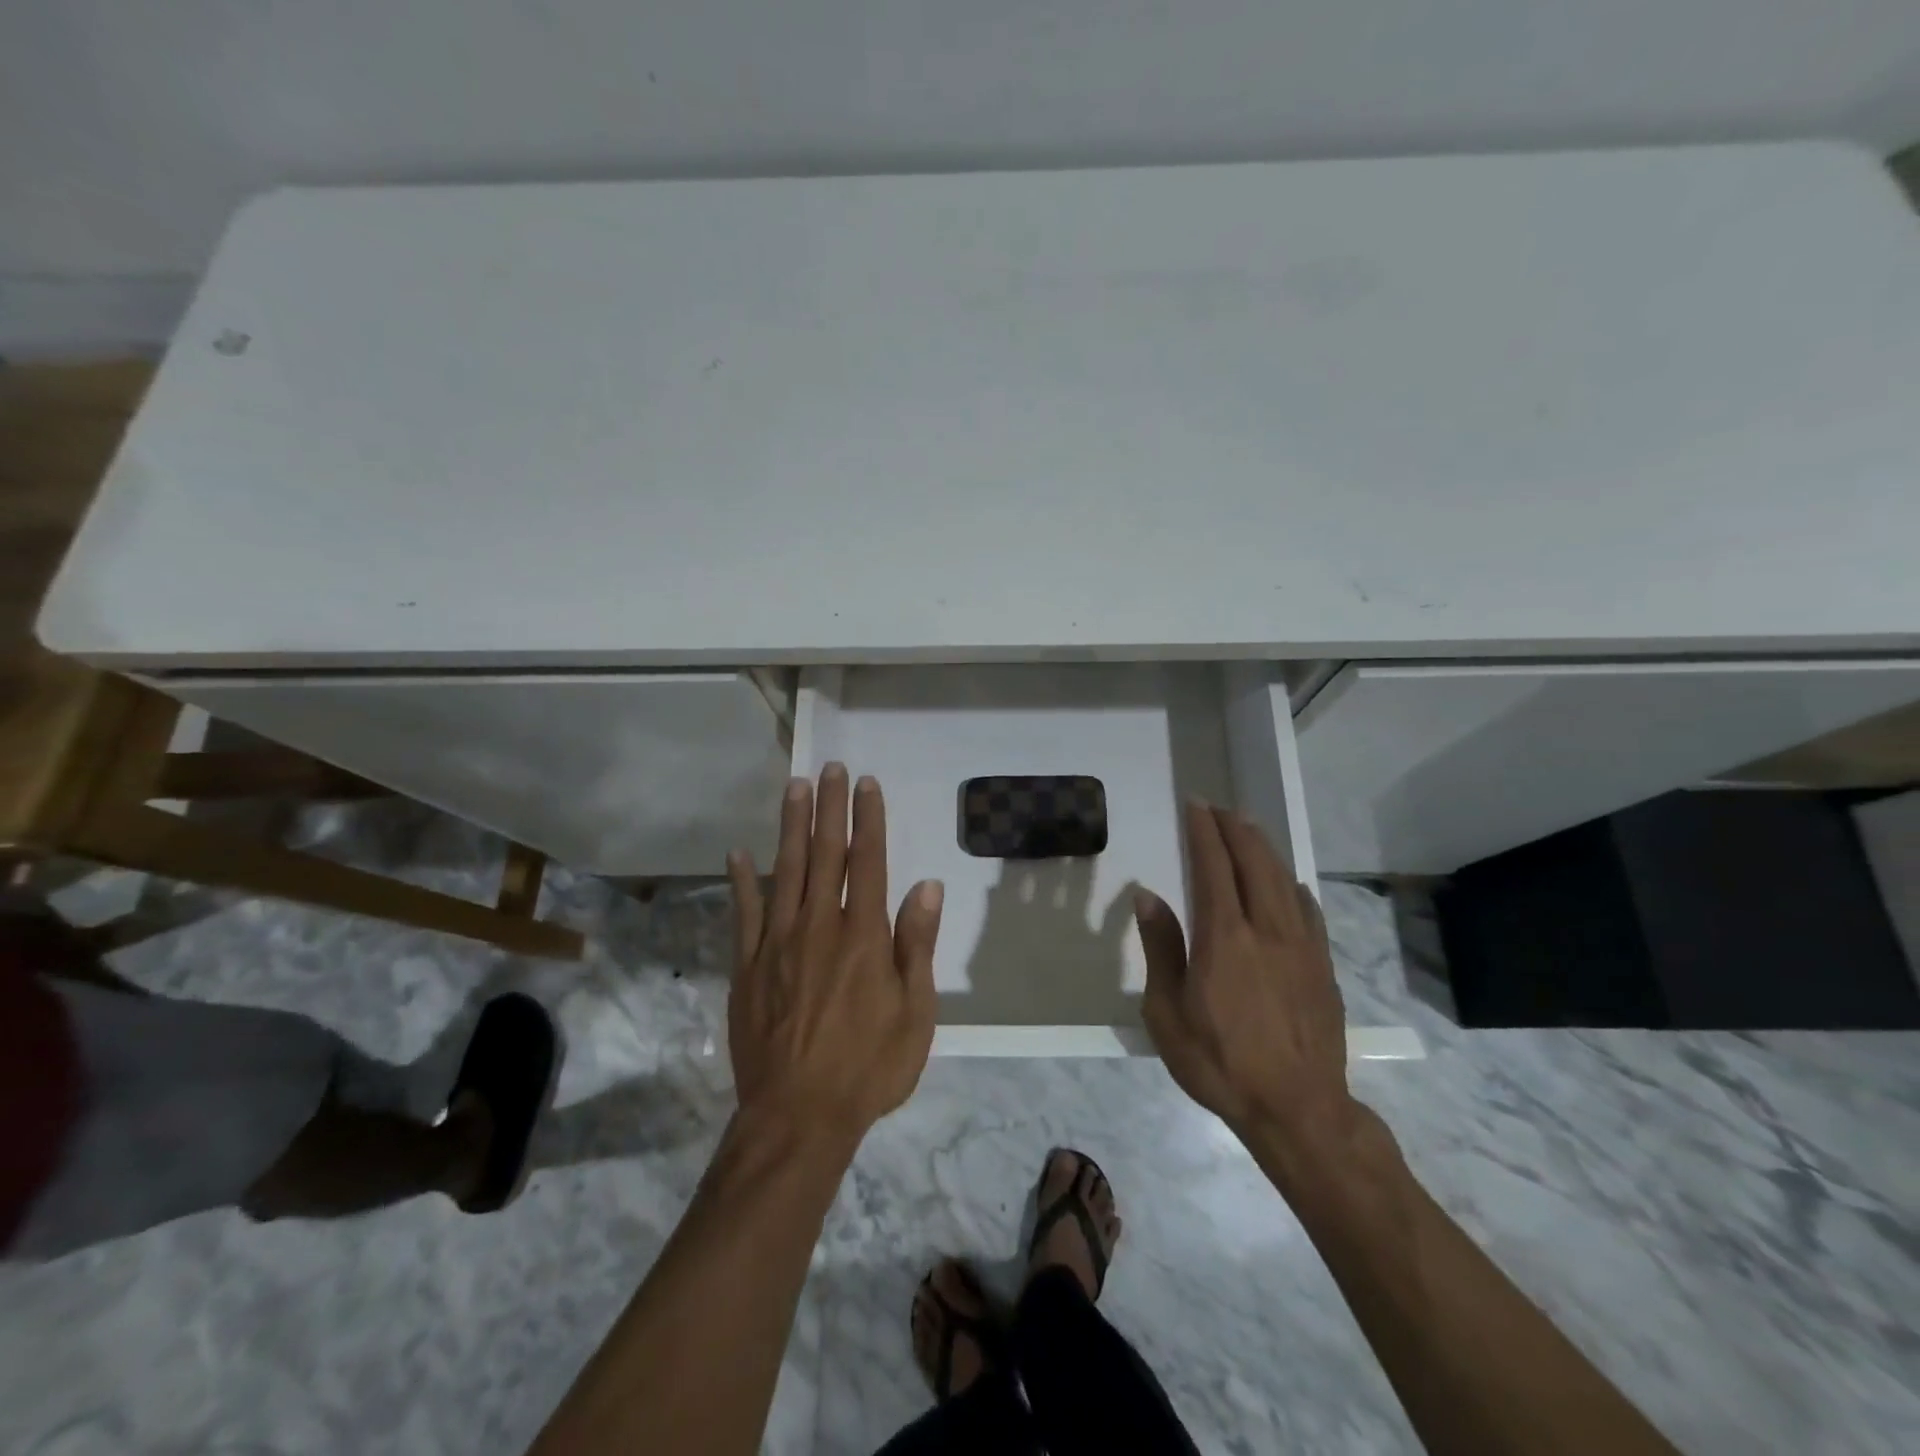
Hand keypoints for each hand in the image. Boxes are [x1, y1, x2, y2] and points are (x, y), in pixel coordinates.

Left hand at [726, 765, 944, 1146]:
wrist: (798, 1117)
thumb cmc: (869, 1067)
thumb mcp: (915, 1013)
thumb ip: (917, 945)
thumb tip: (926, 886)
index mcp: (863, 936)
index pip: (868, 862)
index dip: (868, 819)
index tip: (866, 783)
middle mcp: (819, 927)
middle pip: (825, 854)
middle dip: (830, 808)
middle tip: (830, 768)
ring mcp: (778, 944)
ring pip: (785, 871)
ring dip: (791, 827)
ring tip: (795, 787)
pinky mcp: (748, 967)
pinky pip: (744, 914)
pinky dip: (742, 881)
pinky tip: (738, 853)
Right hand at [1136, 802, 1352, 1146]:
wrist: (1298, 1109)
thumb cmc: (1220, 1062)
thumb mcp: (1167, 1013)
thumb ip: (1161, 948)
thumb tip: (1148, 895)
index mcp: (1224, 937)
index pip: (1213, 867)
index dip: (1203, 832)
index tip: (1194, 805)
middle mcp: (1266, 929)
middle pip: (1253, 862)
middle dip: (1234, 828)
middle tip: (1218, 809)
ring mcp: (1301, 946)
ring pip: (1283, 880)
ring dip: (1263, 848)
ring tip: (1248, 828)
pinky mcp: (1322, 966)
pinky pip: (1308, 910)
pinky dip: (1292, 885)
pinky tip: (1287, 883)